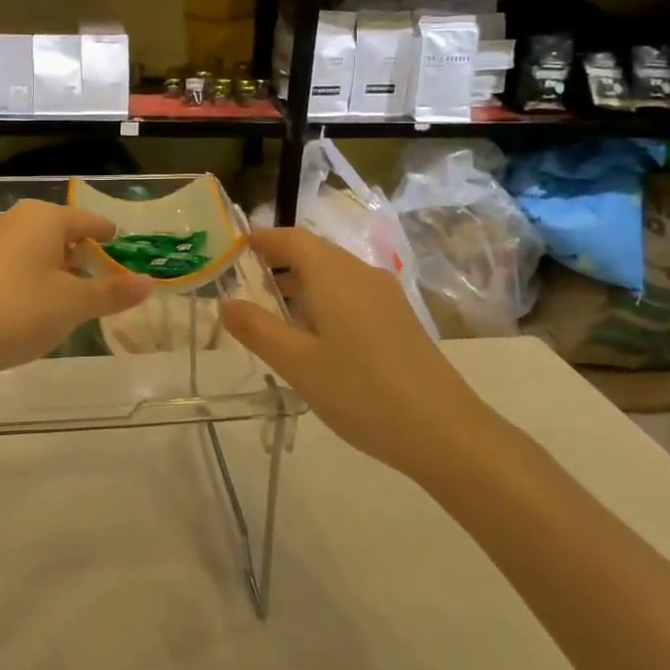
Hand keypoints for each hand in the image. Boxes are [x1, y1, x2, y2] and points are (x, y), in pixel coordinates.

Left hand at [0, 200, 152, 378]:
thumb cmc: (25, 311)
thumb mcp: (76, 303)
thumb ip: (113, 291)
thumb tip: (148, 283)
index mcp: (44, 217)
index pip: (86, 220)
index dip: (106, 233)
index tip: (119, 241)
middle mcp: (16, 219)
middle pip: (59, 230)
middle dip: (80, 250)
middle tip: (100, 272)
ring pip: (35, 245)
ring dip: (56, 263)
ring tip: (72, 290)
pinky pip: (15, 259)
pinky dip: (33, 273)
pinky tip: (38, 300)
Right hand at [220, 227, 474, 478]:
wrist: (444, 431)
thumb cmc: (361, 391)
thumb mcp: (297, 363)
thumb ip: (257, 329)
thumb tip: (225, 302)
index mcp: (334, 274)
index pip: (292, 239)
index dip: (262, 239)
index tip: (234, 247)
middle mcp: (361, 273)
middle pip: (314, 252)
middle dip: (279, 260)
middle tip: (245, 280)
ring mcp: (385, 295)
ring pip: (335, 273)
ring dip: (302, 281)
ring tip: (273, 309)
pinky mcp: (399, 318)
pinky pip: (352, 292)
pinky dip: (324, 298)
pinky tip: (315, 334)